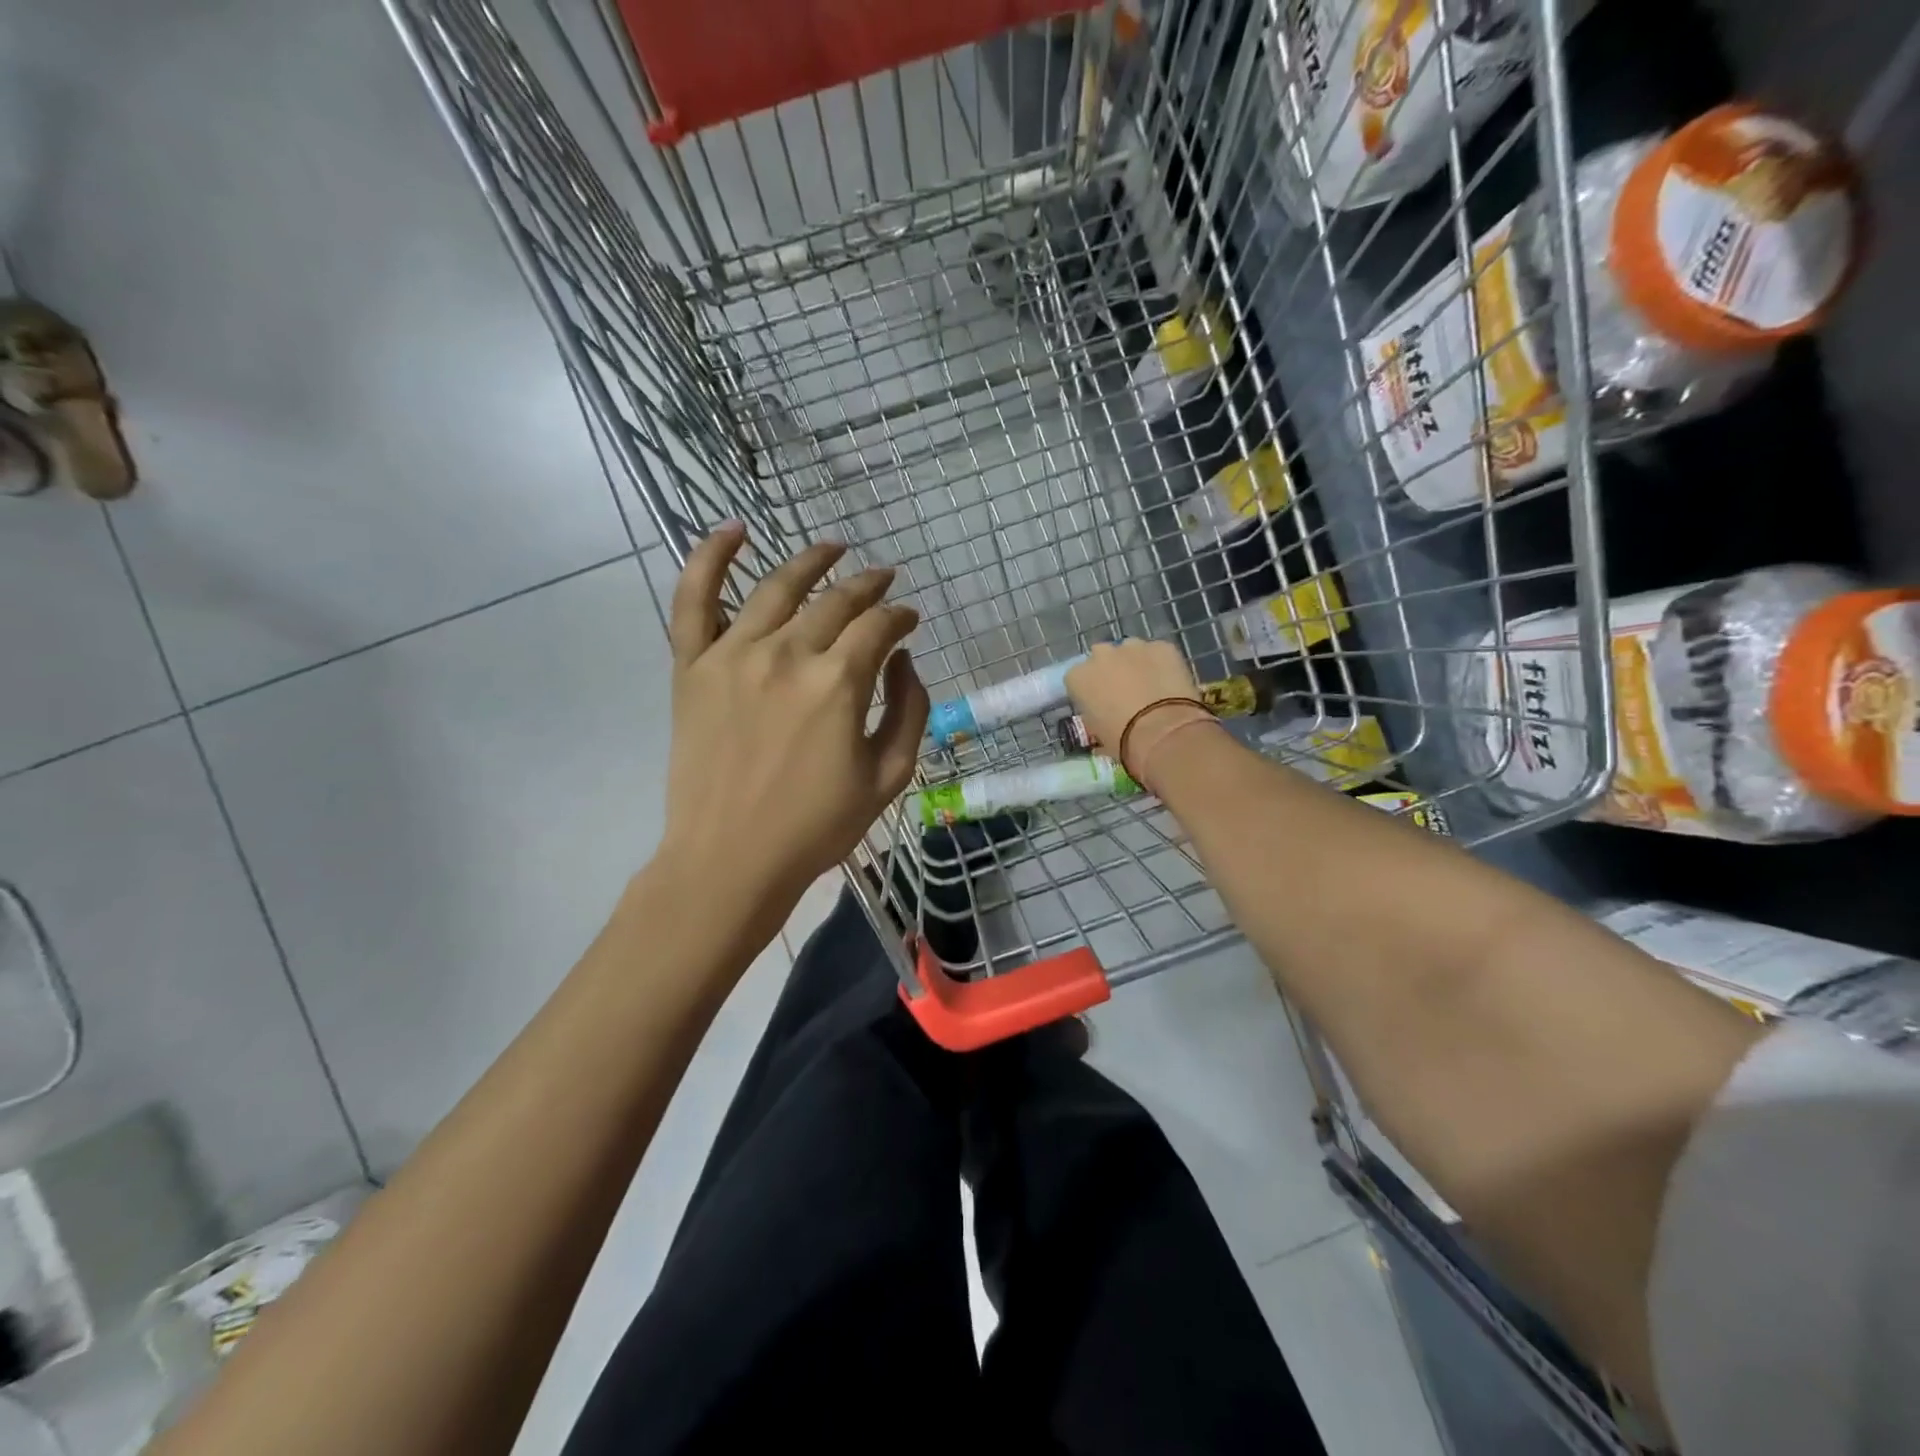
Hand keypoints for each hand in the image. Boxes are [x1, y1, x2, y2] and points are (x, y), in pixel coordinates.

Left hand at [661, 526, 928, 907]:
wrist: (730, 860)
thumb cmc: (816, 826)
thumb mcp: (889, 776)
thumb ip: (908, 710)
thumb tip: (903, 659)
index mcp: (838, 683)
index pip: (879, 626)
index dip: (901, 615)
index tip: (910, 619)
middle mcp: (787, 653)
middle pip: (836, 600)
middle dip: (868, 586)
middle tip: (883, 580)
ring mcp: (733, 654)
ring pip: (777, 586)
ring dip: (811, 559)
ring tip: (833, 547)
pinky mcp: (692, 667)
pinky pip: (694, 599)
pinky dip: (710, 557)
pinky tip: (733, 530)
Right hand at [1065, 639, 1213, 783]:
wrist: (1162, 732)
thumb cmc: (1122, 740)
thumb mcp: (1097, 734)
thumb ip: (1094, 717)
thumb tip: (1103, 719)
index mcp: (1078, 677)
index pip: (1077, 678)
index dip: (1090, 691)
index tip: (1100, 704)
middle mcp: (1100, 655)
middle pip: (1102, 658)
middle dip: (1111, 671)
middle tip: (1125, 693)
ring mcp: (1132, 647)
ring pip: (1131, 651)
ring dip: (1136, 664)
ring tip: (1150, 687)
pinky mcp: (1162, 646)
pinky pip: (1158, 653)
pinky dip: (1162, 664)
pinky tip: (1170, 683)